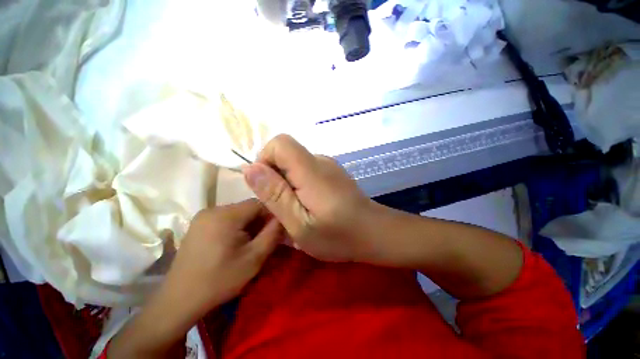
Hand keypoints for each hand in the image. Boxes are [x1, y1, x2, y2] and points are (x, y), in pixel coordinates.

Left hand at [108, 199, 281, 357]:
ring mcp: (203, 216)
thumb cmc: (219, 280)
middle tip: (266, 239)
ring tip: (252, 243)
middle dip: (261, 221)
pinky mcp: (199, 224)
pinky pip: (226, 219)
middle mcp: (213, 209)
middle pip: (248, 208)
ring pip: (238, 213)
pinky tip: (236, 244)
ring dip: (250, 225)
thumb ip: (273, 234)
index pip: (259, 203)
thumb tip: (283, 217)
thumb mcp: (254, 258)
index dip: (272, 214)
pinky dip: (237, 227)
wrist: (179, 301)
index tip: (278, 229)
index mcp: (225, 215)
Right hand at [242, 134, 375, 261]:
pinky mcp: (332, 172)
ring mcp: (328, 165)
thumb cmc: (338, 235)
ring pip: (295, 163)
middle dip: (275, 177)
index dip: (265, 160)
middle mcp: (320, 160)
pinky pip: (306, 170)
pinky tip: (310, 204)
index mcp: (311, 170)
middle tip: (284, 206)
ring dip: (287, 183)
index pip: (280, 143)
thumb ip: (275, 195)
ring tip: (298, 209)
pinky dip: (299, 184)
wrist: (374, 232)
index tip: (268, 188)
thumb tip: (251, 168)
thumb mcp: (300, 224)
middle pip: (286, 153)